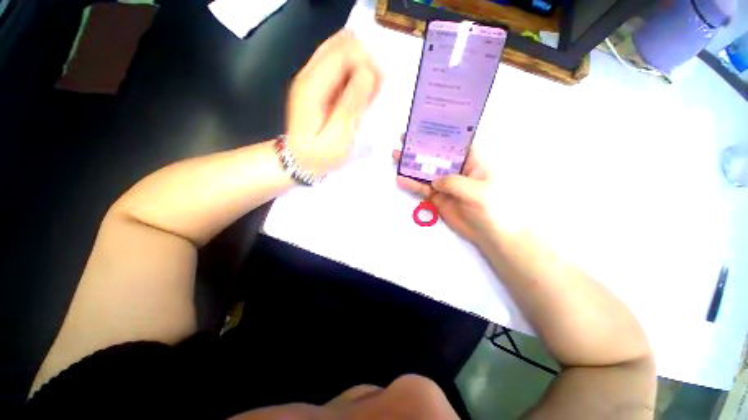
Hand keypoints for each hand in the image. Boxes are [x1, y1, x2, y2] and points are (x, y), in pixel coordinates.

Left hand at [286, 30, 381, 176]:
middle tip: (376, 89)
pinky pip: (340, 66)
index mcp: (312, 85)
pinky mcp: (318, 84)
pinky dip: (355, 74)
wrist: (301, 161)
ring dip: (361, 66)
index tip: (380, 84)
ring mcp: (312, 77)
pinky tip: (361, 94)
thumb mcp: (339, 136)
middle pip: (342, 44)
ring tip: (370, 94)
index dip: (367, 60)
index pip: (343, 50)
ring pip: (342, 51)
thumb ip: (352, 104)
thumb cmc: (321, 155)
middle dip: (365, 60)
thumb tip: (369, 72)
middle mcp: (310, 73)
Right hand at [392, 140, 502, 246]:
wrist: (491, 234)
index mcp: (472, 161)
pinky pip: (423, 189)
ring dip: (412, 165)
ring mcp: (445, 184)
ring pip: (426, 172)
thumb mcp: (477, 191)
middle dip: (421, 148)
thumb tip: (434, 180)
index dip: (441, 134)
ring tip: (396, 157)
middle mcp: (457, 169)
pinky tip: (400, 179)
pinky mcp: (438, 197)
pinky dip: (412, 184)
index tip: (426, 127)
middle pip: (436, 156)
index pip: (455, 142)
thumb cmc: (493, 208)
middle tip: (404, 140)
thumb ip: (454, 182)